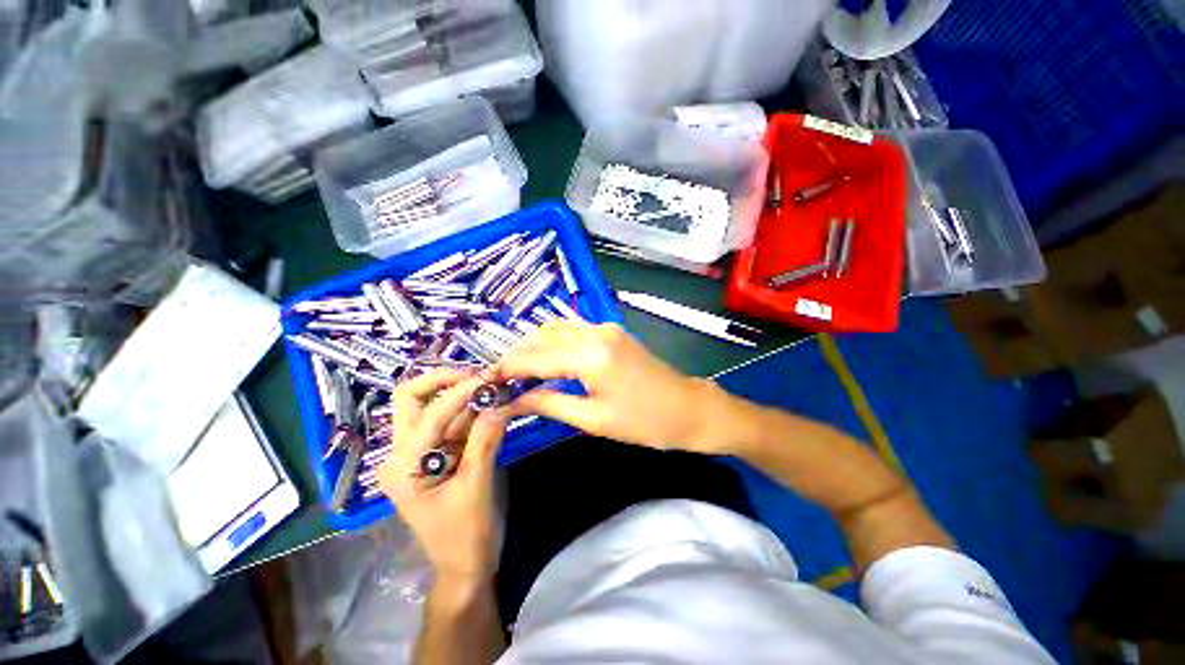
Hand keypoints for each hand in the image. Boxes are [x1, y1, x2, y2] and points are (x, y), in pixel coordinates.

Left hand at [377, 369, 507, 580]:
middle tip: (479, 375)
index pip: (429, 415)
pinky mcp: (440, 452)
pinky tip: (492, 401)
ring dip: (464, 392)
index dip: (461, 393)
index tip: (491, 377)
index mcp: (402, 467)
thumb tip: (500, 405)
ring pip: (435, 406)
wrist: (464, 565)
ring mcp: (421, 451)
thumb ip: (485, 443)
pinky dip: (473, 408)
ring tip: (494, 383)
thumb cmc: (464, 536)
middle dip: (444, 380)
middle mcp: (403, 453)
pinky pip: (454, 421)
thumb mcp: (476, 489)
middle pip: (411, 399)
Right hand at [489, 321, 732, 453]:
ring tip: (517, 371)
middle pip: (541, 337)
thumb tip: (513, 402)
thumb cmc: (644, 422)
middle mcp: (595, 331)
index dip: (506, 369)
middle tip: (498, 379)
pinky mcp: (611, 331)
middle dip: (516, 355)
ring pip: (555, 329)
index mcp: (590, 355)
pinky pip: (572, 330)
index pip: (534, 357)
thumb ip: (549, 404)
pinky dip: (552, 342)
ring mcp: (605, 327)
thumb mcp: (593, 419)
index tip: (485, 382)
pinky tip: (545, 359)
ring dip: (533, 346)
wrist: (689, 408)